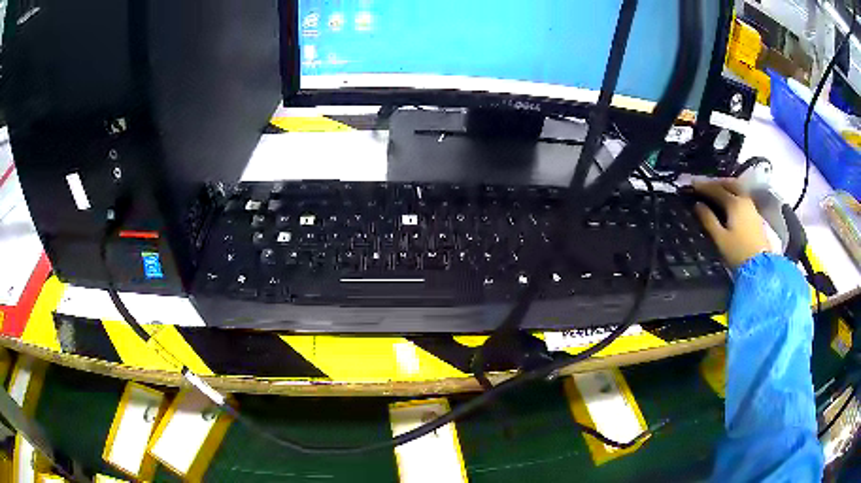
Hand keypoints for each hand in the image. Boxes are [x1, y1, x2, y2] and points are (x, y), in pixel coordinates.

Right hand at [693, 179, 769, 269]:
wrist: (760, 266)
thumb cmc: (738, 252)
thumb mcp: (720, 238)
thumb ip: (708, 219)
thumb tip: (698, 205)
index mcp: (734, 203)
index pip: (716, 189)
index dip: (703, 186)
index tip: (692, 184)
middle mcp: (743, 200)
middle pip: (729, 184)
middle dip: (716, 183)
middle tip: (705, 185)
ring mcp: (751, 206)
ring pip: (737, 189)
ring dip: (726, 187)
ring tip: (716, 191)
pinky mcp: (755, 214)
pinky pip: (742, 196)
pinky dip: (733, 194)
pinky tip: (729, 201)